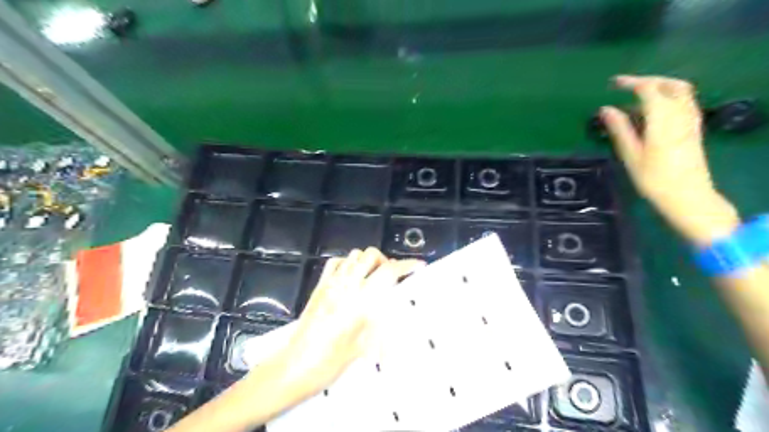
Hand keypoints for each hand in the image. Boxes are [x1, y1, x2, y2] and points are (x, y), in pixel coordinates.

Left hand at [258, 248, 425, 403]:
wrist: (297, 366)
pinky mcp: (319, 286)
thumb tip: (393, 302)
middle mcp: (347, 285)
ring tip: (372, 277)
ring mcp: (331, 283)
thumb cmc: (332, 361)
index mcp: (361, 300)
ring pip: (355, 255)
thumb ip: (381, 318)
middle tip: (391, 277)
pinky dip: (349, 263)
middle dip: (386, 261)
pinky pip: (337, 262)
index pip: (389, 272)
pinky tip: (351, 277)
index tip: (418, 266)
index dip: (406, 265)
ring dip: (368, 261)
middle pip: (372, 256)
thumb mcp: (366, 344)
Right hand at [600, 74, 737, 245]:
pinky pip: (684, 102)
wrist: (687, 196)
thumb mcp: (631, 154)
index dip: (631, 82)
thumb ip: (620, 128)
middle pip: (669, 84)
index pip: (648, 89)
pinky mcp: (694, 128)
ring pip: (680, 91)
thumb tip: (606, 109)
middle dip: (647, 80)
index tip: (612, 84)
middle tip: (626, 86)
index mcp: (663, 119)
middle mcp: (681, 113)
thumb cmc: (654, 178)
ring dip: (659, 88)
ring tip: (637, 99)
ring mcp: (691, 120)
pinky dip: (668, 98)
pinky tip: (653, 112)